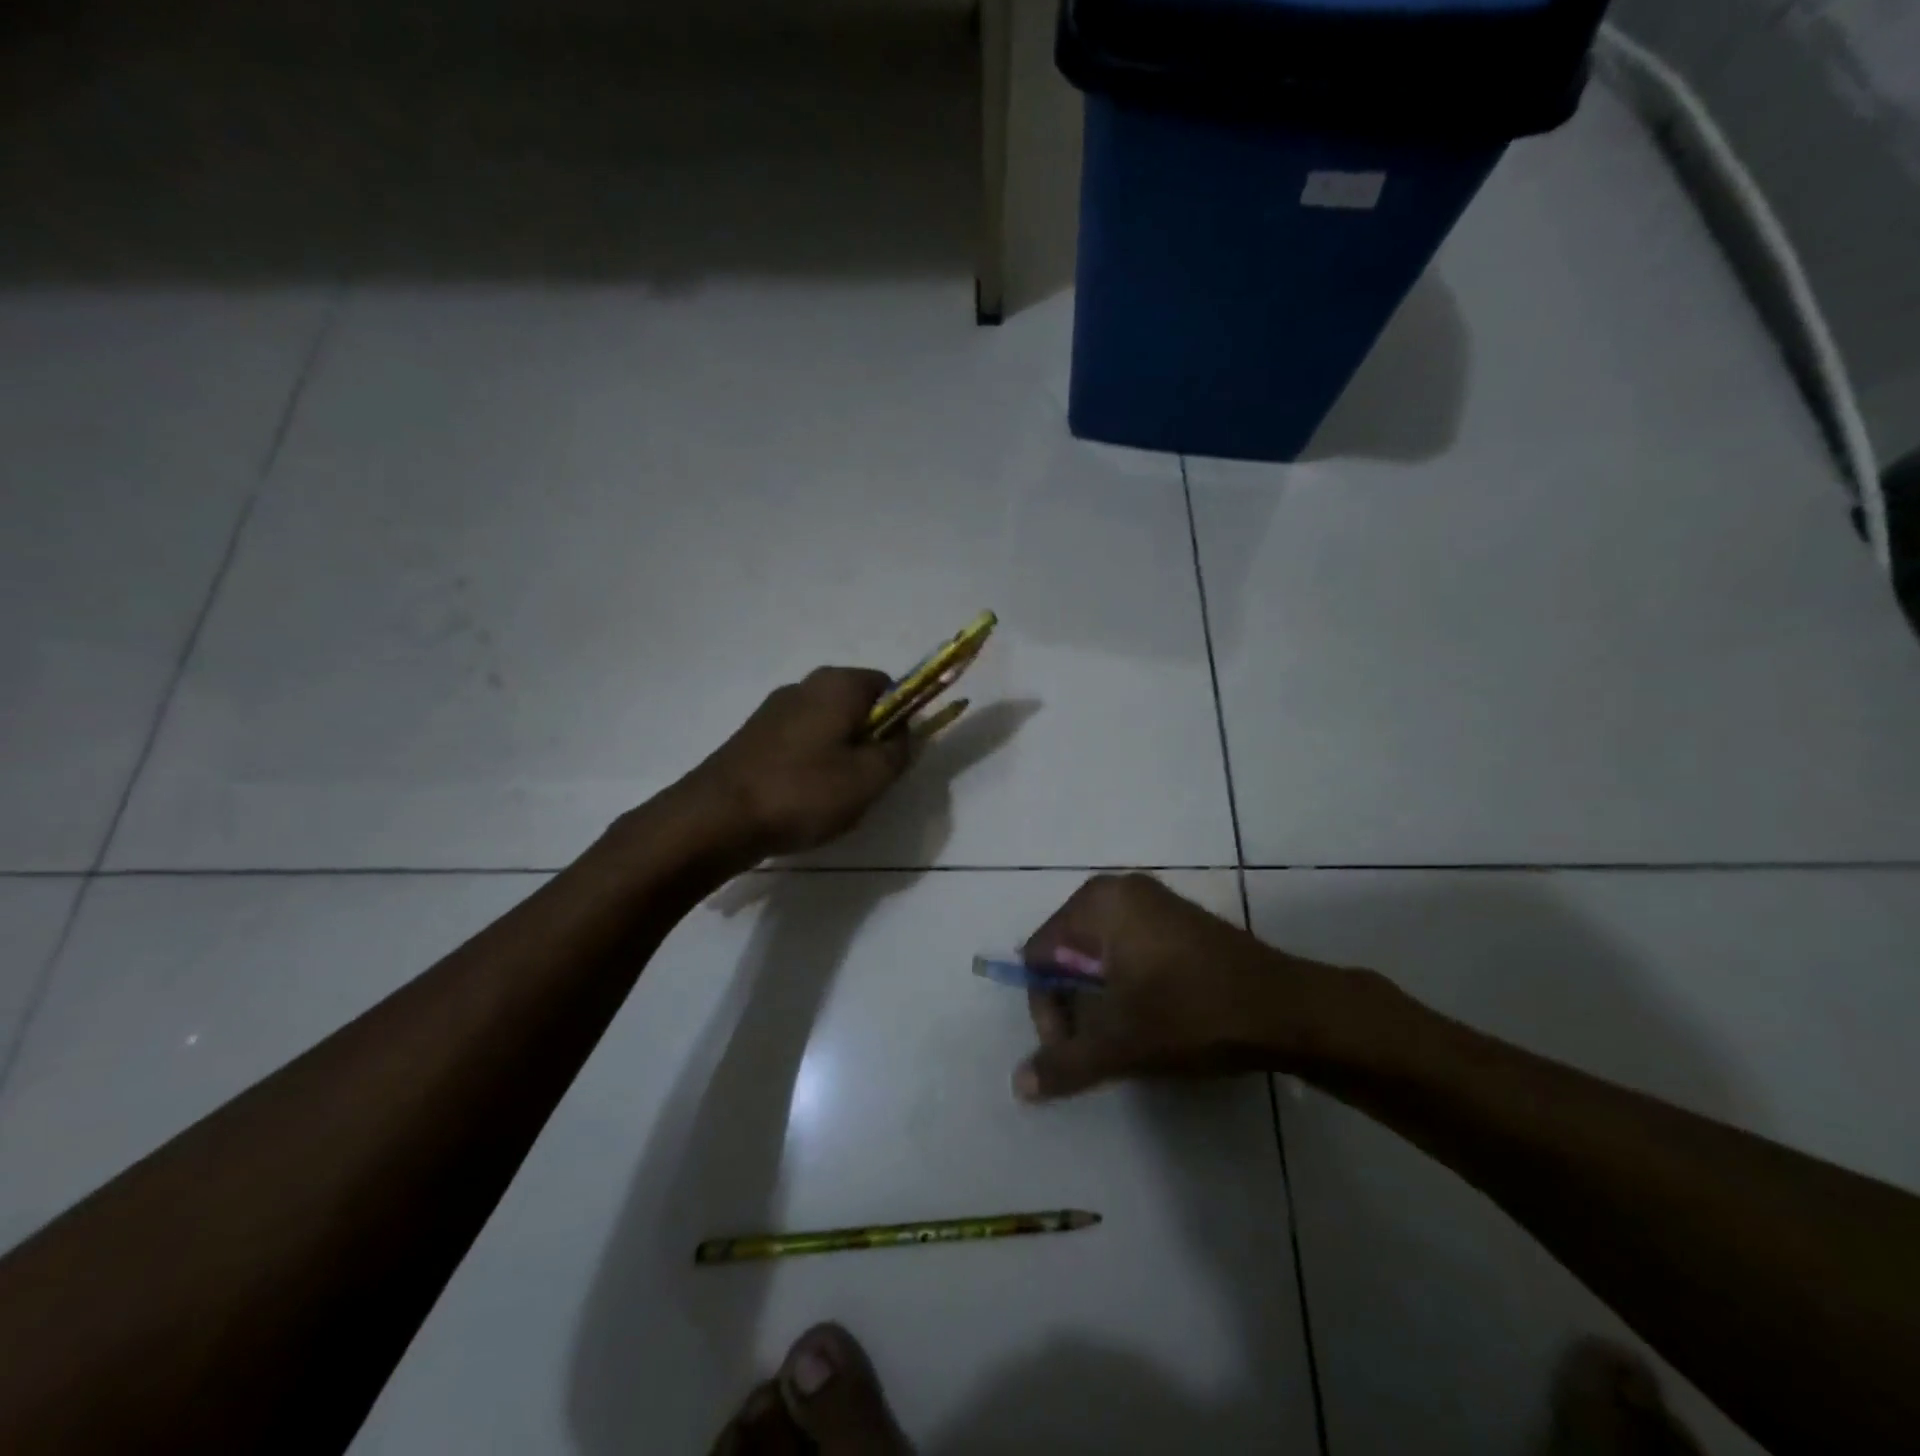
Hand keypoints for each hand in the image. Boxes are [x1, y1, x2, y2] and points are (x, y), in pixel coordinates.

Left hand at [687, 667, 910, 858]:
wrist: (716, 818)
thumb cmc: (802, 792)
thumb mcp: (868, 778)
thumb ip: (898, 751)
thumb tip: (903, 734)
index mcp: (837, 684)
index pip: (888, 686)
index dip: (901, 720)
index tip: (894, 757)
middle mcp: (805, 685)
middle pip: (856, 707)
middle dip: (869, 741)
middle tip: (868, 781)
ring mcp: (774, 709)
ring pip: (828, 727)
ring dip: (840, 756)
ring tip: (833, 797)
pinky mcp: (754, 735)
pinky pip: (800, 743)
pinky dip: (811, 765)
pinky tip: (803, 798)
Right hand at [1014, 873, 1336, 1101]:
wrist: (1287, 1009)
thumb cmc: (1192, 1013)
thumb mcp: (1121, 1043)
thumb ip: (1064, 1062)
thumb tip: (1018, 1084)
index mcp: (1098, 903)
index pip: (1040, 955)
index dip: (1047, 1008)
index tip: (1073, 1048)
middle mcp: (1120, 890)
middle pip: (1069, 952)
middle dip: (1075, 1003)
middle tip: (1100, 1045)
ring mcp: (1154, 902)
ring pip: (1101, 955)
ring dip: (1102, 998)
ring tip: (1128, 1036)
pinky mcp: (1180, 921)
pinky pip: (1131, 950)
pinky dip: (1129, 984)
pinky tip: (1153, 1016)